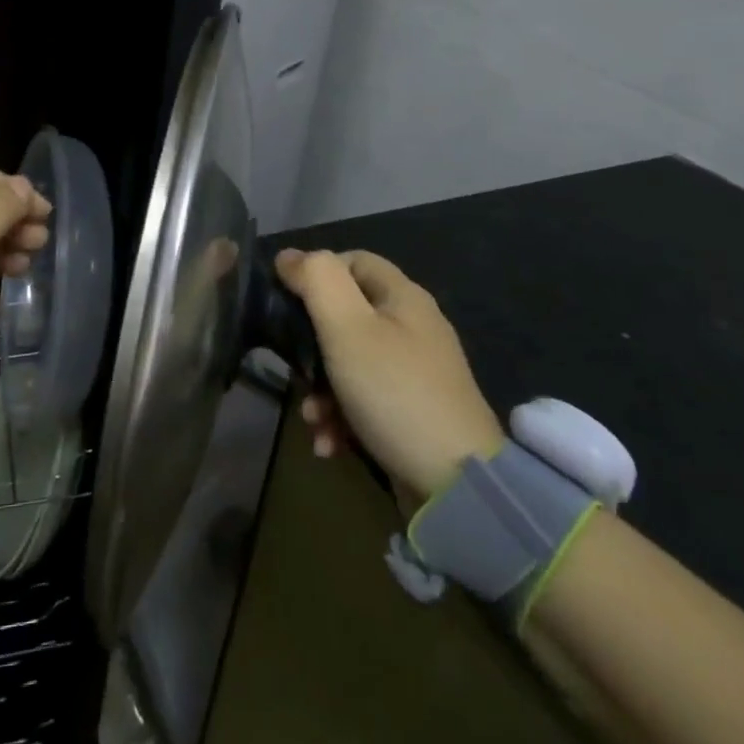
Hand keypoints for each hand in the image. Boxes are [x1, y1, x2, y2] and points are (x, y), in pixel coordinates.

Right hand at [275, 248, 505, 497]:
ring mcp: (416, 372)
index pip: (352, 260)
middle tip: (294, 370)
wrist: (457, 486)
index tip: (287, 303)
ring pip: (350, 362)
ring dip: (321, 390)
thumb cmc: (394, 391)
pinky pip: (366, 400)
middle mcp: (413, 327)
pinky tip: (330, 444)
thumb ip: (316, 281)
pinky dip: (343, 418)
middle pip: (347, 316)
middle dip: (311, 345)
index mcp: (403, 296)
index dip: (316, 273)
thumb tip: (288, 256)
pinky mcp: (414, 413)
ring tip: (312, 419)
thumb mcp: (347, 327)